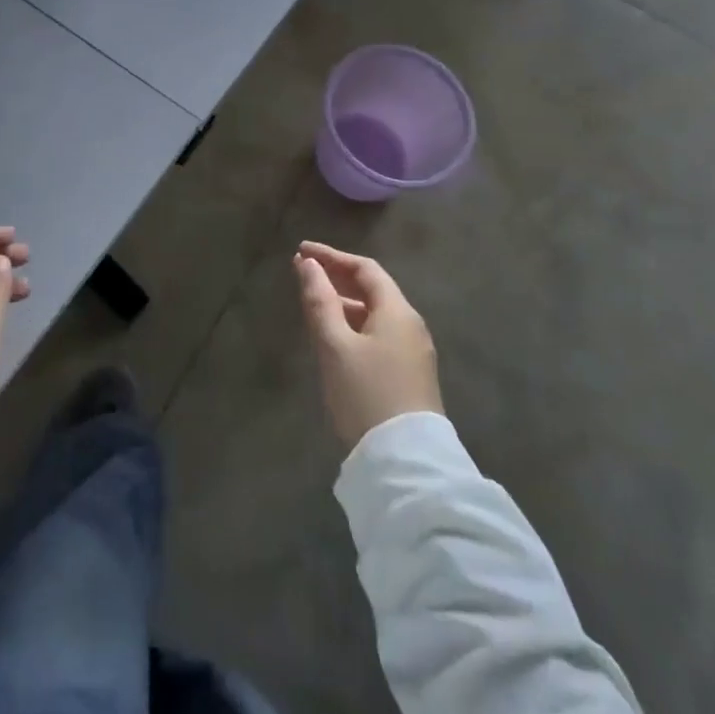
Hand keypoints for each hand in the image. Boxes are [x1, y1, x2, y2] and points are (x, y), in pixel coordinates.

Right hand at [293, 241, 442, 452]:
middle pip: (373, 289)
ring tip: (313, 303)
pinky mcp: (411, 376)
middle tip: (303, 273)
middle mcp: (411, 325)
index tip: (301, 251)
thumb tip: (307, 263)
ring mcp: (414, 352)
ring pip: (376, 314)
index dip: (332, 256)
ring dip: (345, 302)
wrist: (405, 462)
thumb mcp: (334, 345)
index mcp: (397, 311)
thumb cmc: (365, 394)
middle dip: (337, 277)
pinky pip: (380, 334)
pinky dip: (355, 324)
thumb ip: (319, 300)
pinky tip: (336, 337)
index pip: (365, 268)